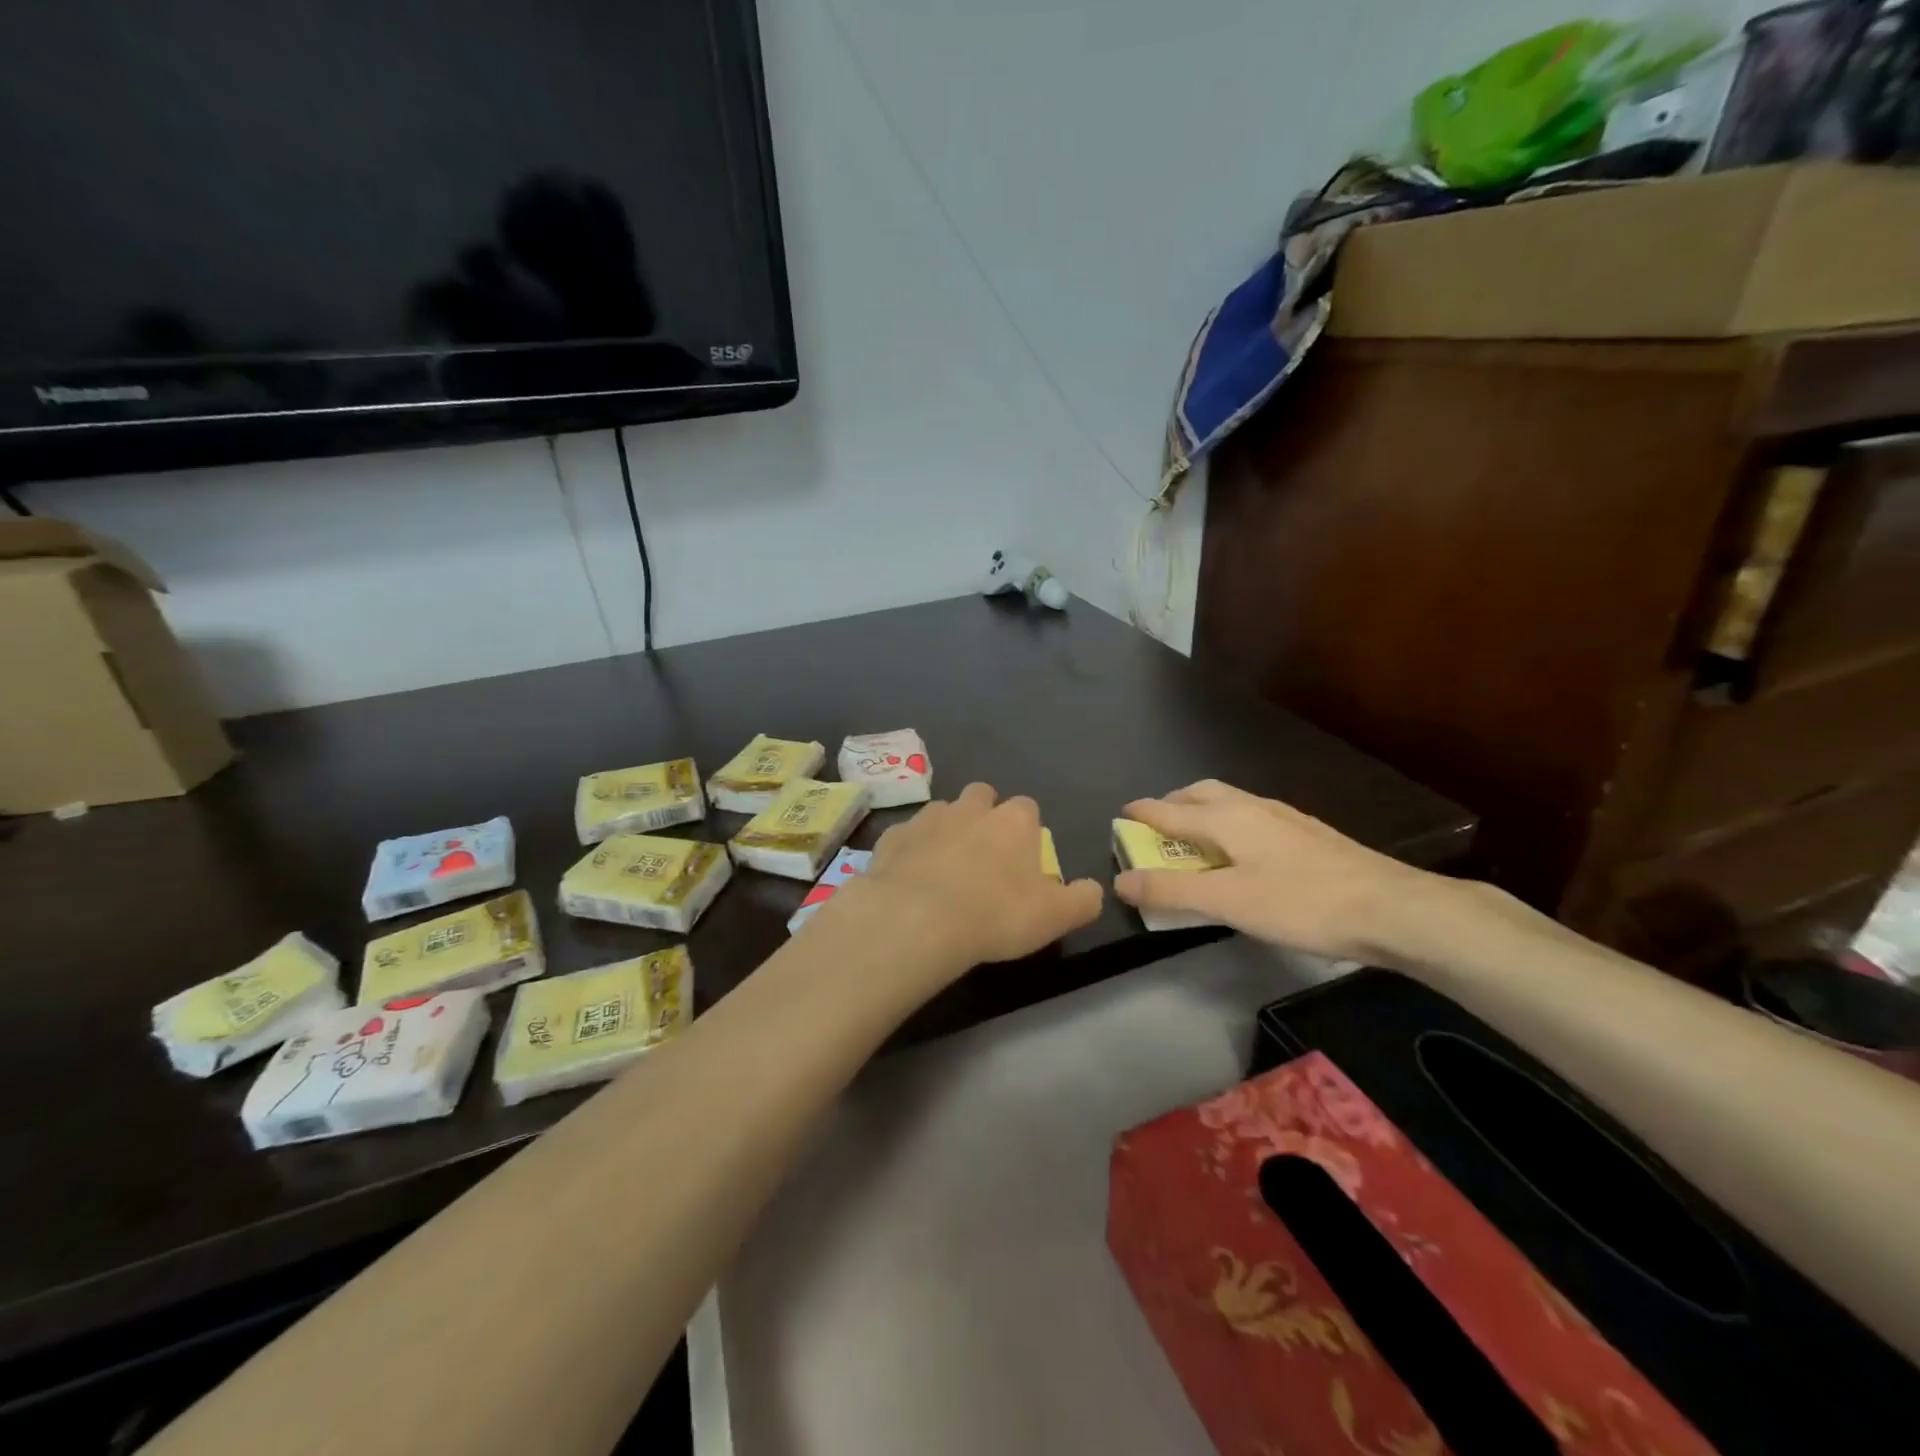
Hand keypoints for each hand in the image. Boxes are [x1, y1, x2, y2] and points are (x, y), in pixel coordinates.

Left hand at [817, 783, 1103, 987]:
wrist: (917, 919)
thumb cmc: (995, 915)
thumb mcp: (1055, 917)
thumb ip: (1082, 899)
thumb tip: (1093, 889)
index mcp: (1013, 821)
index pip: (1027, 808)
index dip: (1026, 831)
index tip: (1022, 859)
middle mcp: (971, 808)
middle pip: (982, 795)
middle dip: (984, 815)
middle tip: (984, 855)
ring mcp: (928, 818)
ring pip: (942, 811)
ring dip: (947, 830)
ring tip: (944, 867)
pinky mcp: (892, 836)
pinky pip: (906, 835)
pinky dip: (911, 850)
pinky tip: (910, 879)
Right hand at [1114, 780, 1438, 960]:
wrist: (1392, 908)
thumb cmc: (1301, 903)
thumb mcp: (1227, 902)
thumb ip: (1172, 891)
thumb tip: (1121, 880)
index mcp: (1227, 817)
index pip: (1170, 810)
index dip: (1142, 814)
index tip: (1122, 814)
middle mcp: (1253, 806)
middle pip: (1201, 793)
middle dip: (1173, 804)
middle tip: (1156, 825)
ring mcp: (1285, 817)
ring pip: (1230, 802)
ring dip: (1202, 812)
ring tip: (1195, 838)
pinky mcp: (1308, 834)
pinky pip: (1253, 817)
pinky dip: (1230, 824)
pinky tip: (1245, 852)